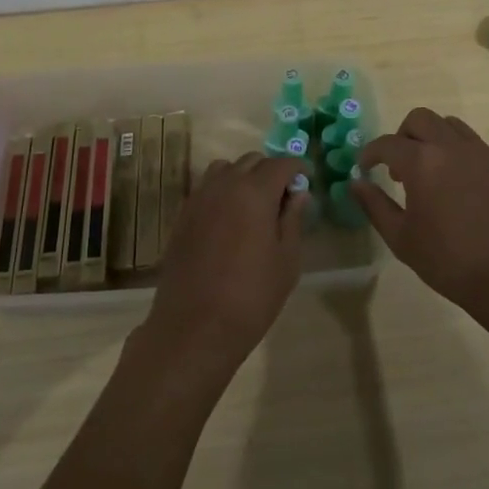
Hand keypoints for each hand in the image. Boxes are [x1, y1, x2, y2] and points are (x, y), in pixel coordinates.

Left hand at [142, 153, 309, 375]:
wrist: (195, 328)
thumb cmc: (251, 296)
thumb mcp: (286, 260)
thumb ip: (293, 220)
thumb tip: (299, 194)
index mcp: (255, 192)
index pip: (281, 164)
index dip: (297, 168)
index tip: (306, 181)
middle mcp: (225, 185)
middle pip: (252, 161)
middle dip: (271, 171)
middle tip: (283, 197)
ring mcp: (199, 198)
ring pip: (225, 169)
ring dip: (243, 176)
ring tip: (253, 204)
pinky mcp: (182, 215)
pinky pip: (206, 187)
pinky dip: (222, 190)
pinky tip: (229, 218)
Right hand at [353, 108, 488, 334]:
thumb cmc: (450, 262)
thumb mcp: (402, 239)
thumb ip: (375, 205)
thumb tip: (356, 183)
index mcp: (423, 162)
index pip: (388, 143)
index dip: (371, 152)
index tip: (366, 166)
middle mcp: (454, 147)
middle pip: (421, 119)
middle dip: (404, 136)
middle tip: (401, 165)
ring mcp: (488, 153)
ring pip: (454, 127)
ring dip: (437, 141)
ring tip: (436, 173)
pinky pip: (483, 151)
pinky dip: (467, 161)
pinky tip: (470, 193)